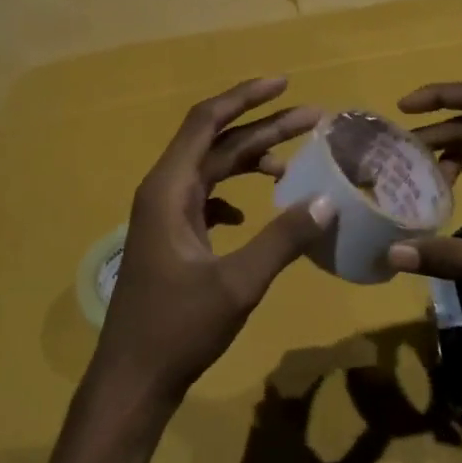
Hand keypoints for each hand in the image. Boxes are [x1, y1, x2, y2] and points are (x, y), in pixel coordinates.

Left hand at [90, 77, 334, 416]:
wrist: (134, 378)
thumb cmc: (179, 328)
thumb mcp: (238, 283)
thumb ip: (282, 239)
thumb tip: (327, 201)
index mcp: (169, 190)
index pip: (206, 122)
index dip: (244, 97)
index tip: (285, 84)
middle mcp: (162, 193)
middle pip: (215, 144)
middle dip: (262, 129)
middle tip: (312, 120)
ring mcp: (165, 218)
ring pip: (211, 172)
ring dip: (249, 162)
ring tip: (292, 163)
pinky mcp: (171, 241)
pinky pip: (206, 201)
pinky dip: (233, 196)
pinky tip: (254, 212)